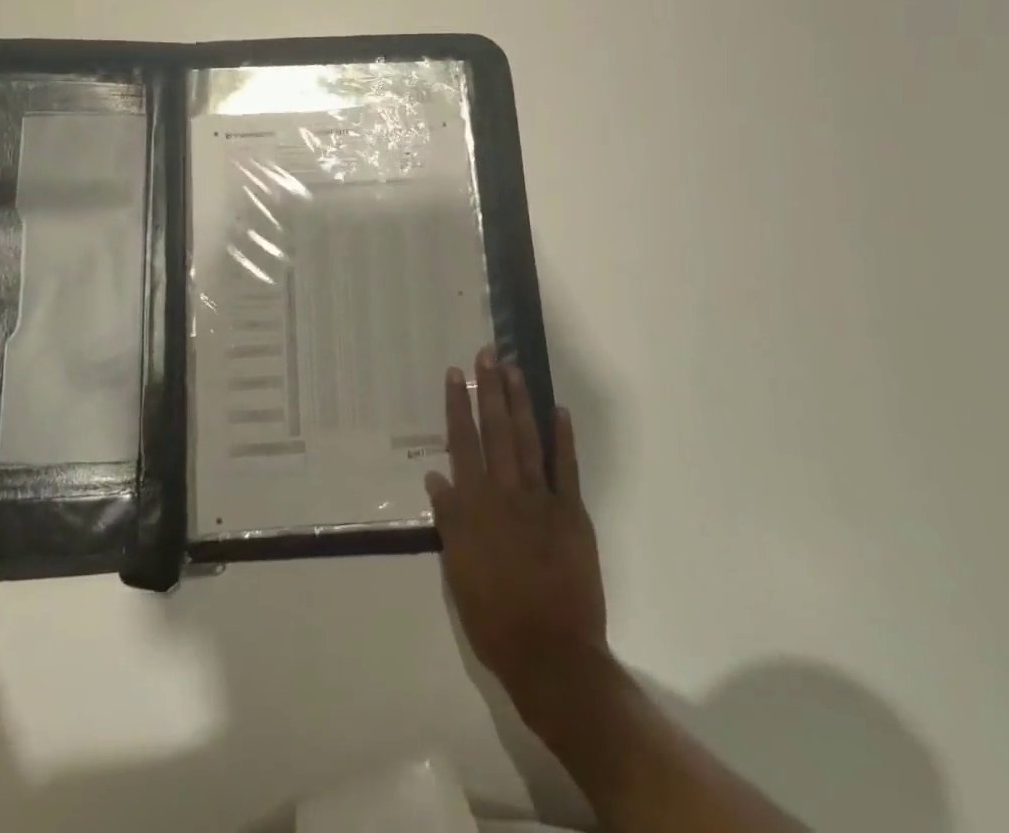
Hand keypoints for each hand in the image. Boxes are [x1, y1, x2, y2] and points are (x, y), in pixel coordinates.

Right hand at [428, 348, 606, 708]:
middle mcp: (507, 492)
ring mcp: (542, 500)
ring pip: (528, 440)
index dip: (457, 406)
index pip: (463, 443)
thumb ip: (449, 519)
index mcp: (475, 505)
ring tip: (514, 370)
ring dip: (520, 403)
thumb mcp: (457, 571)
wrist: (552, 655)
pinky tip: (558, 412)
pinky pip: (566, 469)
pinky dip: (562, 439)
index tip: (454, 374)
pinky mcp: (572, 514)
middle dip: (489, 390)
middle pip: (496, 431)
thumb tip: (436, 476)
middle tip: (487, 354)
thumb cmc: (494, 617)